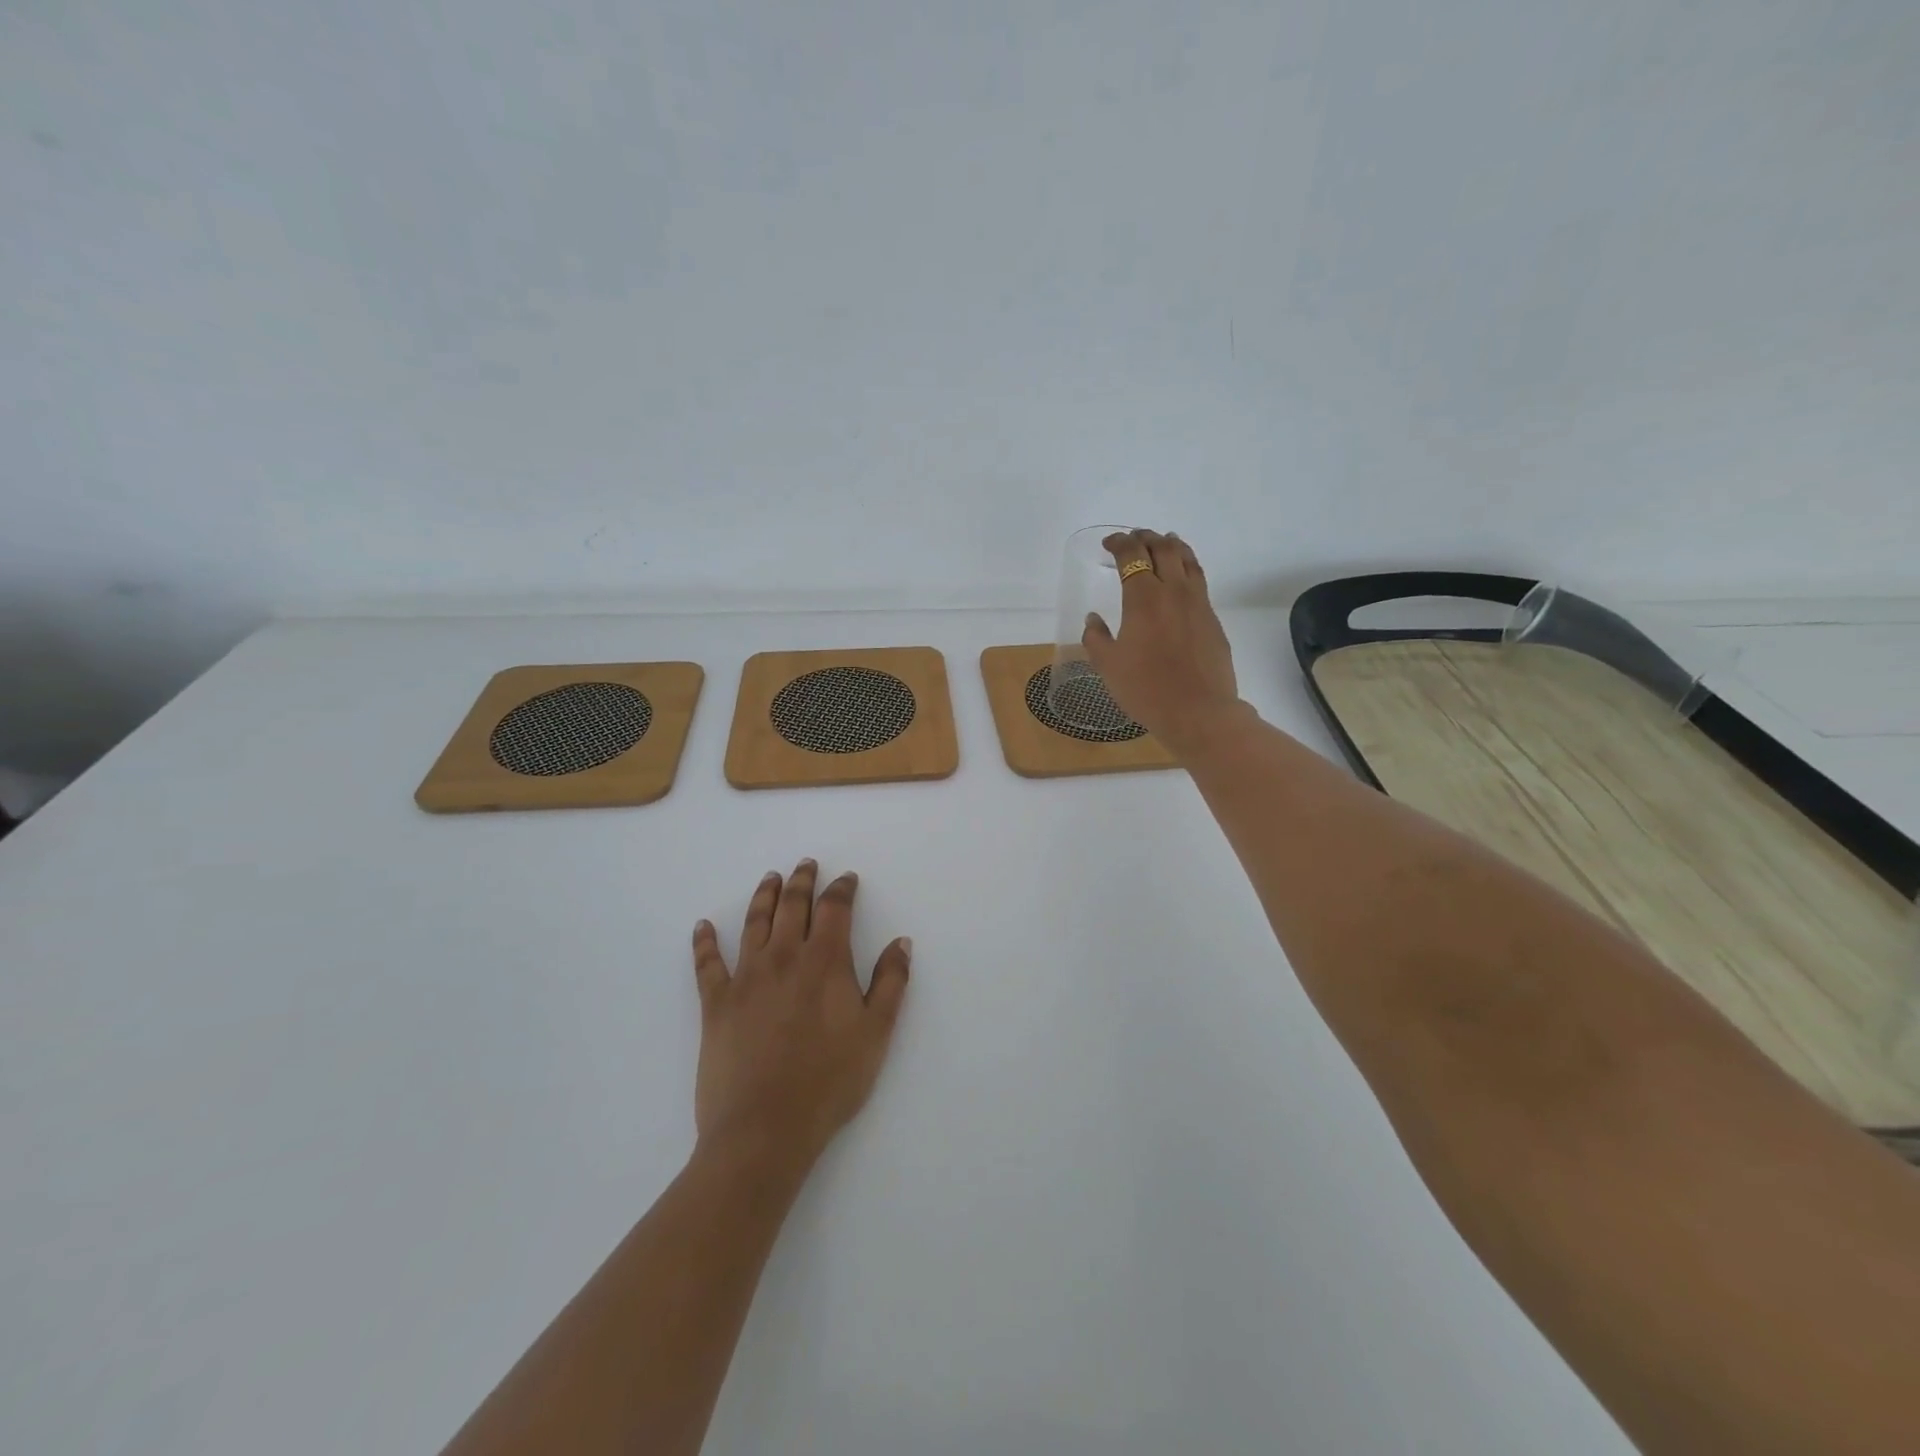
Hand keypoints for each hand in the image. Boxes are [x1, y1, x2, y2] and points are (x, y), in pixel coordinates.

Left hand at [691, 860, 911, 1166]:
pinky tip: (702, 926)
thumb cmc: (829, 1082)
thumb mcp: (876, 1033)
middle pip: (793, 906)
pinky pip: (707, 964)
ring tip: (770, 878)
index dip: (842, 889)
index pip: (835, 909)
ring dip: (763, 896)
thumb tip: (901, 942)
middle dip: (802, 881)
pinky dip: (703, 942)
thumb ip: (891, 983)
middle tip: (806, 864)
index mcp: (824, 962)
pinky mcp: (715, 1004)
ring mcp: (745, 978)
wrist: (764, 1129)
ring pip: (754, 923)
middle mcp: (783, 957)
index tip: (847, 879)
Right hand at [1082, 529, 1243, 757]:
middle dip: (1146, 537)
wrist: (1198, 712)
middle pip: (1163, 548)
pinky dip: (1187, 567)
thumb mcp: (1108, 666)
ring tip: (1164, 541)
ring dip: (1172, 545)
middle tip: (1133, 539)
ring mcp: (1198, 603)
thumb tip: (1094, 619)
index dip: (1119, 544)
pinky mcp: (1212, 619)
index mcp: (1143, 598)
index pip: (1132, 556)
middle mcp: (1173, 591)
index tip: (1109, 545)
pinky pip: (1199, 580)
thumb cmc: (1146, 689)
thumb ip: (1097, 638)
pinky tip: (1182, 577)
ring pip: (1187, 559)